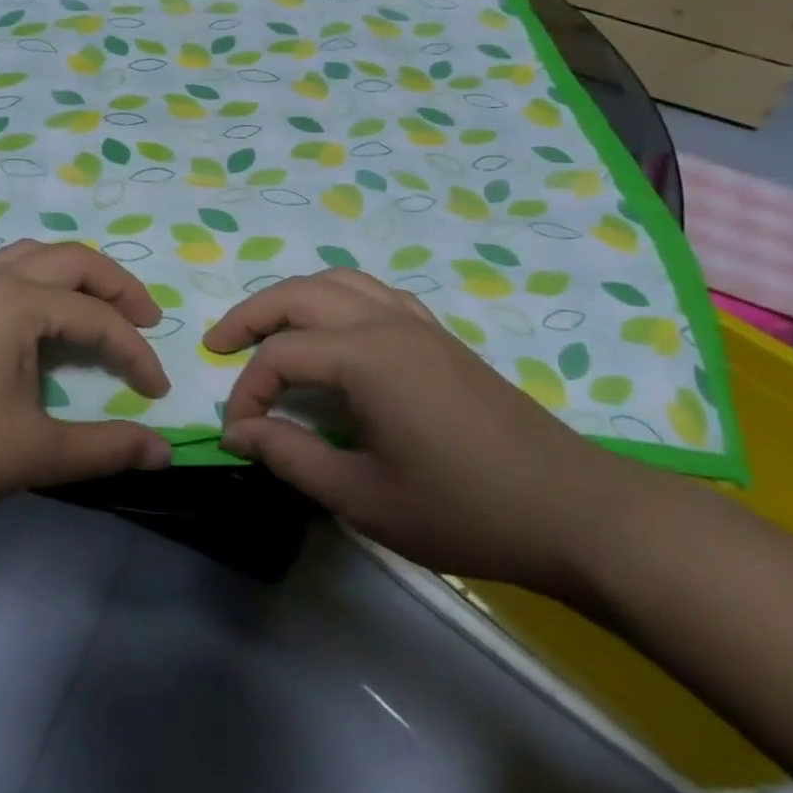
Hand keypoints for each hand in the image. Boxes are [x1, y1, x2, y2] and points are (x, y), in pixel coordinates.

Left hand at [0, 240, 172, 521]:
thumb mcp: (32, 452)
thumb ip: (104, 448)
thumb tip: (164, 451)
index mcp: (20, 303)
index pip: (99, 318)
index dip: (137, 353)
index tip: (158, 394)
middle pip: (73, 260)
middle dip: (118, 287)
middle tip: (147, 321)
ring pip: (34, 258)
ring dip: (76, 278)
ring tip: (99, 312)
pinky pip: (6, 275)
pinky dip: (41, 286)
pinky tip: (39, 326)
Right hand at [204, 269, 649, 594]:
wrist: (573, 511)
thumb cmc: (463, 509)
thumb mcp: (363, 496)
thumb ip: (292, 457)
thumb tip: (238, 433)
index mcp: (367, 357)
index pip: (281, 356)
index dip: (247, 393)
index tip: (238, 436)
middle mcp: (388, 323)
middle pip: (301, 293)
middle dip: (252, 315)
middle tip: (219, 345)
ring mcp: (419, 324)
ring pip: (340, 282)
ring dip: (294, 299)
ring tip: (268, 331)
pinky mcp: (440, 338)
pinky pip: (375, 295)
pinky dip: (337, 302)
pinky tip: (335, 336)